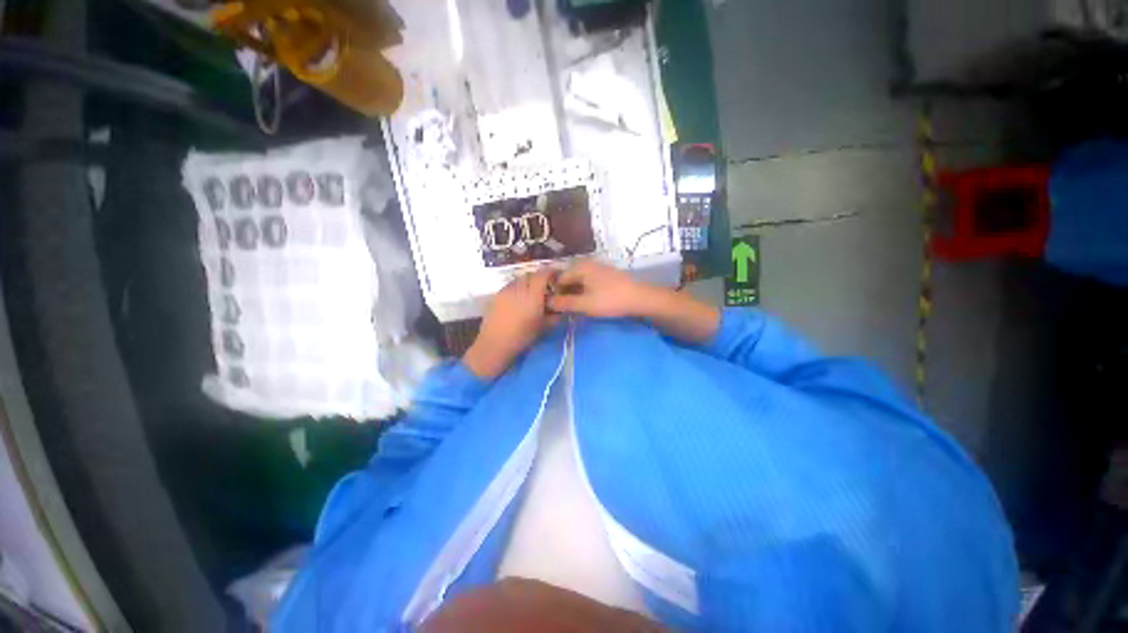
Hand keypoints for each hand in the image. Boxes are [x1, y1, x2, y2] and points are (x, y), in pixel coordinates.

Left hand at [463, 269, 558, 378]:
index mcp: (533, 295)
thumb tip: (561, 308)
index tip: (557, 276)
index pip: (543, 275)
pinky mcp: (497, 295)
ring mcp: (506, 290)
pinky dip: (518, 288)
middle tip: (546, 287)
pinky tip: (519, 299)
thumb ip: (554, 316)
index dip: (551, 272)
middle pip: (531, 275)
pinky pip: (510, 286)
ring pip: (520, 279)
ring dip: (528, 282)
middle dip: (539, 278)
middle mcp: (519, 288)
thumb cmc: (522, 337)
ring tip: (532, 293)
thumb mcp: (543, 327)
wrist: (494, 344)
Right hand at [548, 259, 719, 342]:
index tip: (553, 308)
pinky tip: (586, 303)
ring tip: (573, 308)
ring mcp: (598, 268)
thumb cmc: (611, 300)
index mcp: (579, 267)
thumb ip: (564, 303)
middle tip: (563, 310)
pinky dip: (583, 291)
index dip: (553, 293)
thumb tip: (546, 302)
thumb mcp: (584, 304)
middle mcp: (587, 263)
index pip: (558, 278)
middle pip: (568, 278)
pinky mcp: (606, 275)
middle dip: (563, 293)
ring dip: (573, 293)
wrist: (641, 298)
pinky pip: (588, 282)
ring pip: (578, 281)